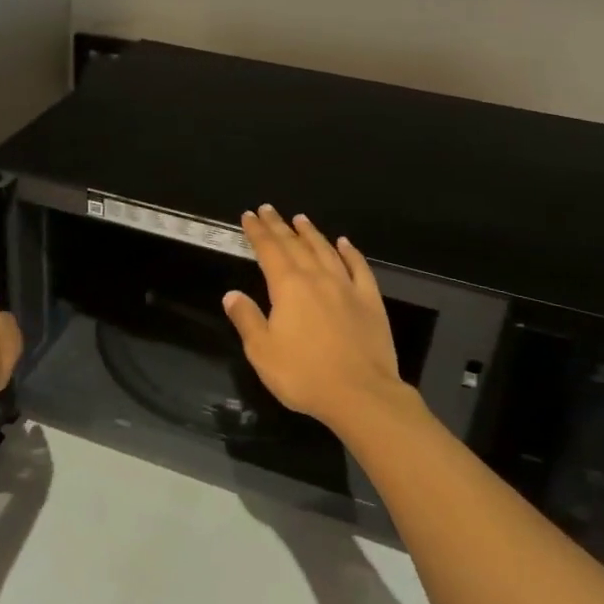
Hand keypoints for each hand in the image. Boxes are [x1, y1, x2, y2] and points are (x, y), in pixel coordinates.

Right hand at [223, 206, 424, 435]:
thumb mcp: (262, 351)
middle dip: (279, 226)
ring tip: (300, 219)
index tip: (249, 216)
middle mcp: (317, 278)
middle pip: (295, 245)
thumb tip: (232, 294)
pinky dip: (350, 252)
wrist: (361, 394)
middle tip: (268, 209)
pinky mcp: (370, 302)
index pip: (269, 250)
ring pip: (326, 251)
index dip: (257, 232)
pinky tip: (344, 243)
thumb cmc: (304, 375)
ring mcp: (347, 287)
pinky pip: (359, 268)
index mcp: (288, 287)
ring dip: (311, 233)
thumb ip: (247, 319)